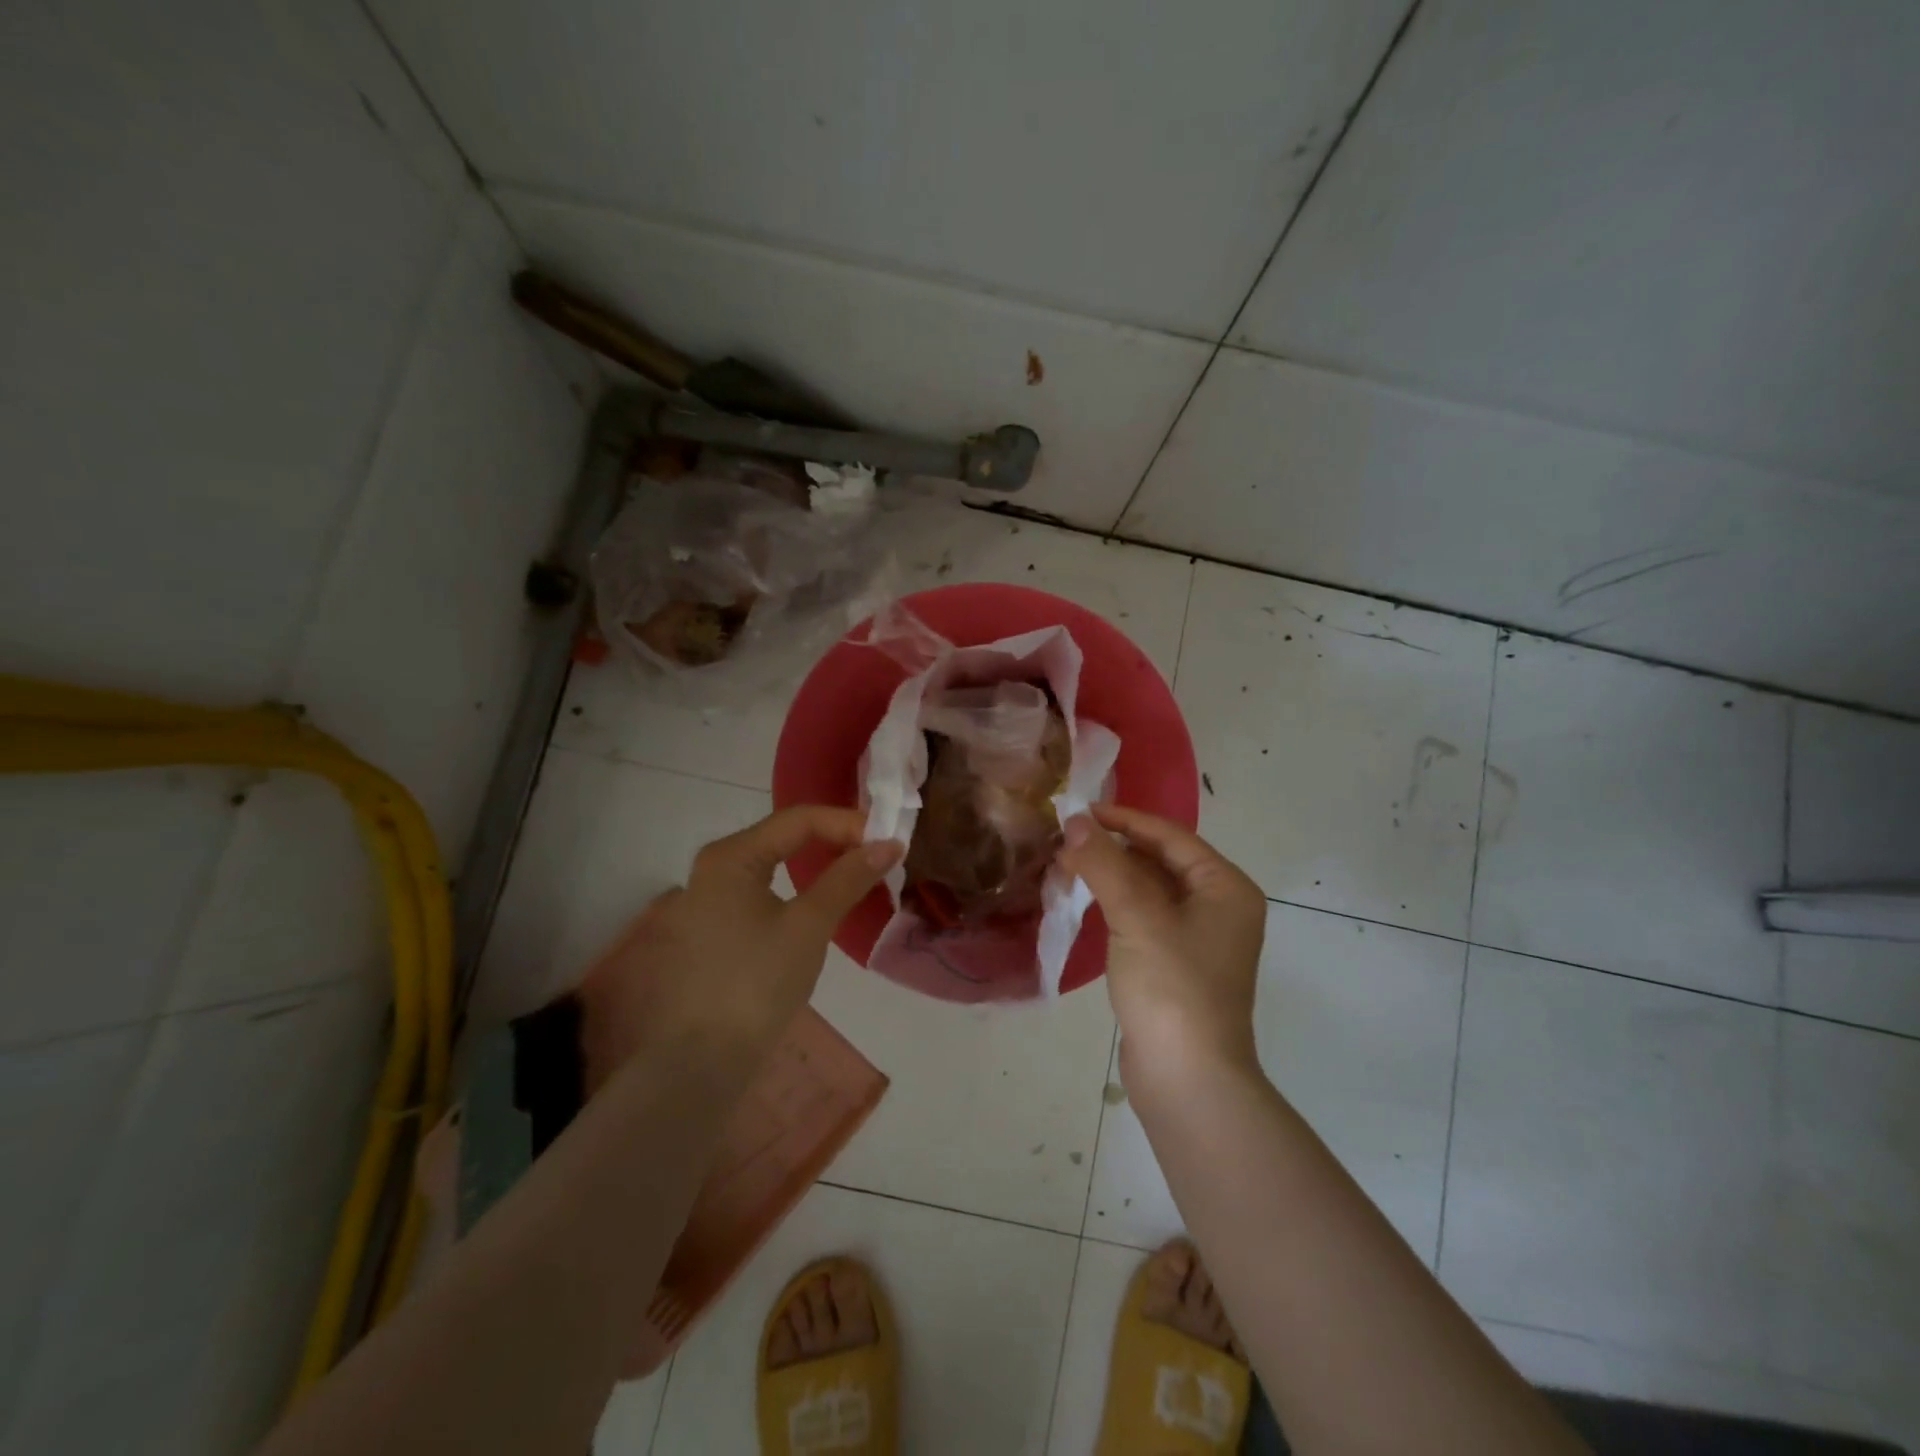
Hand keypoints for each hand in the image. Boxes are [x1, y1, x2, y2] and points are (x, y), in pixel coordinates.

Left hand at [583, 806, 901, 1078]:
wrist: (700, 1062)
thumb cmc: (756, 983)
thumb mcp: (809, 925)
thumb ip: (848, 878)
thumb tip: (888, 843)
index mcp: (731, 856)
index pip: (799, 819)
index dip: (848, 823)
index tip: (889, 841)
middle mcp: (714, 868)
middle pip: (784, 838)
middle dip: (834, 841)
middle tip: (878, 855)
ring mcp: (708, 901)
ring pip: (774, 866)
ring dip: (818, 866)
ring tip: (857, 876)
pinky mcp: (714, 931)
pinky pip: (762, 894)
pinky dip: (797, 891)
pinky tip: (820, 906)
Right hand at [1058, 805, 1265, 1082]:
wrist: (1188, 1079)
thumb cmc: (1172, 987)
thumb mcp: (1137, 917)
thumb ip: (1105, 864)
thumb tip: (1075, 822)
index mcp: (1225, 888)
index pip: (1171, 837)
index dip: (1125, 819)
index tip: (1080, 811)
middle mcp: (1218, 907)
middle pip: (1160, 861)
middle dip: (1113, 849)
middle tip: (1065, 841)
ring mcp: (1197, 939)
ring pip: (1148, 890)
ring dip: (1110, 876)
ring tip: (1065, 866)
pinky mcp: (1174, 965)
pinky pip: (1143, 918)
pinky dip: (1114, 904)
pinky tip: (1082, 901)